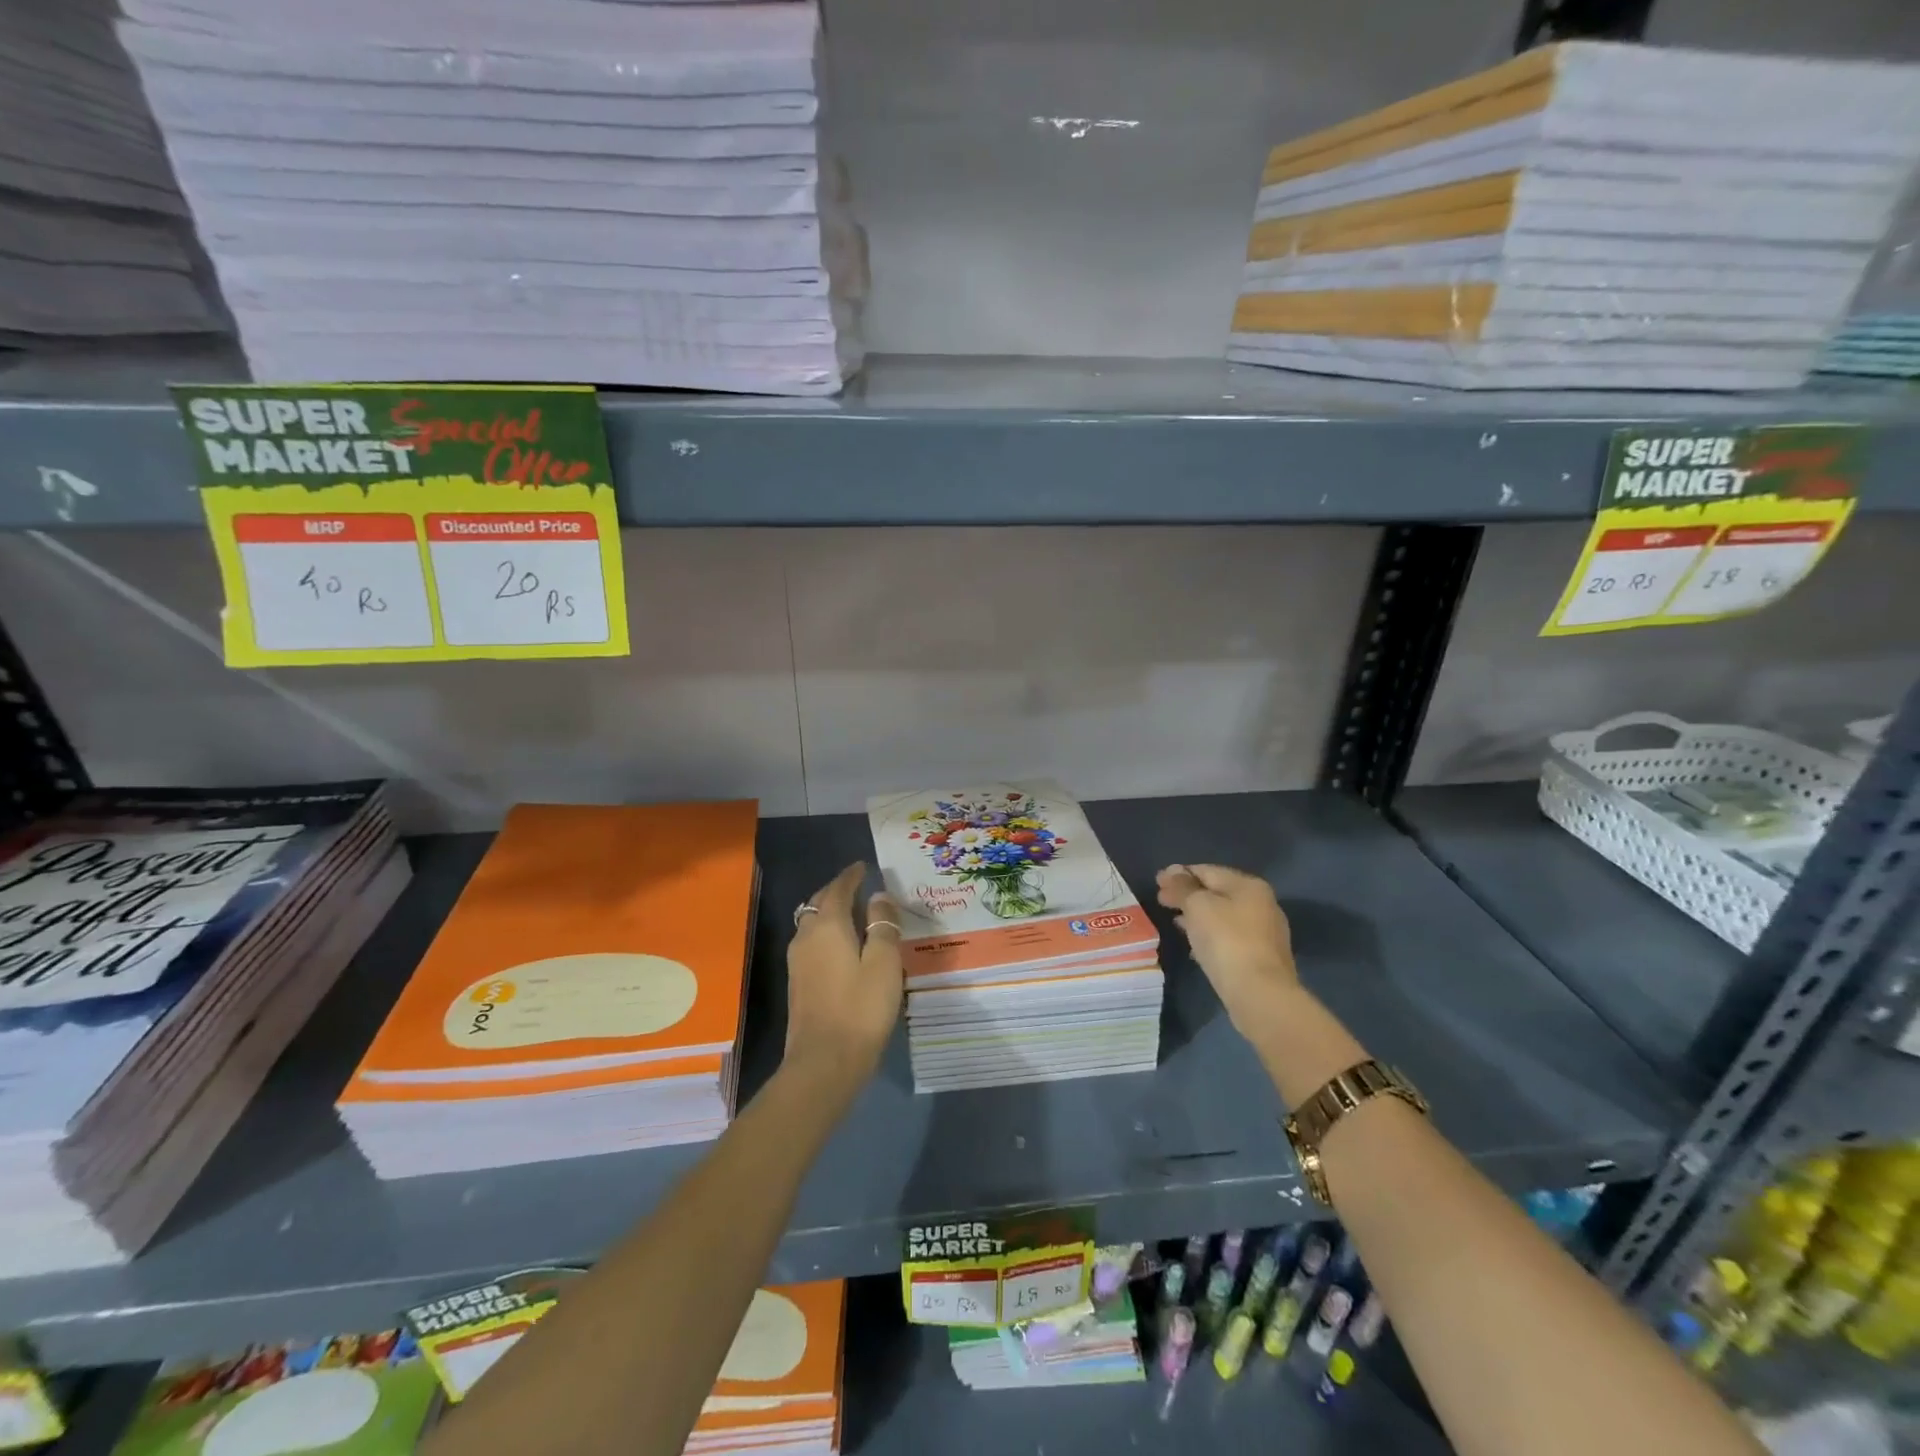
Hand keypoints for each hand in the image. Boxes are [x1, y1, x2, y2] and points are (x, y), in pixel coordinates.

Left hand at [785, 862, 903, 1087]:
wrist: (823, 1063)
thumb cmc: (861, 1009)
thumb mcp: (884, 963)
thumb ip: (883, 926)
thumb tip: (878, 896)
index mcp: (828, 926)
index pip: (838, 889)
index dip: (851, 876)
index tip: (863, 867)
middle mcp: (806, 937)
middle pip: (820, 903)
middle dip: (837, 890)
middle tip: (858, 885)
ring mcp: (797, 962)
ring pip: (812, 923)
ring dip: (829, 912)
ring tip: (852, 912)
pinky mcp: (797, 983)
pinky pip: (812, 942)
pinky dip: (826, 932)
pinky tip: (842, 945)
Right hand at [1156, 863, 1299, 1037]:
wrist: (1259, 994)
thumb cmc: (1226, 941)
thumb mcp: (1197, 906)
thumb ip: (1182, 886)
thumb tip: (1171, 871)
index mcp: (1249, 886)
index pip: (1207, 870)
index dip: (1179, 874)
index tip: (1156, 882)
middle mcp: (1262, 904)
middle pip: (1216, 892)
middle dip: (1187, 895)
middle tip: (1161, 901)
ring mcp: (1265, 933)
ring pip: (1223, 916)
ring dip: (1198, 916)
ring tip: (1175, 921)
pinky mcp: (1262, 958)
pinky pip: (1229, 938)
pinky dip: (1210, 935)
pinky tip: (1195, 945)